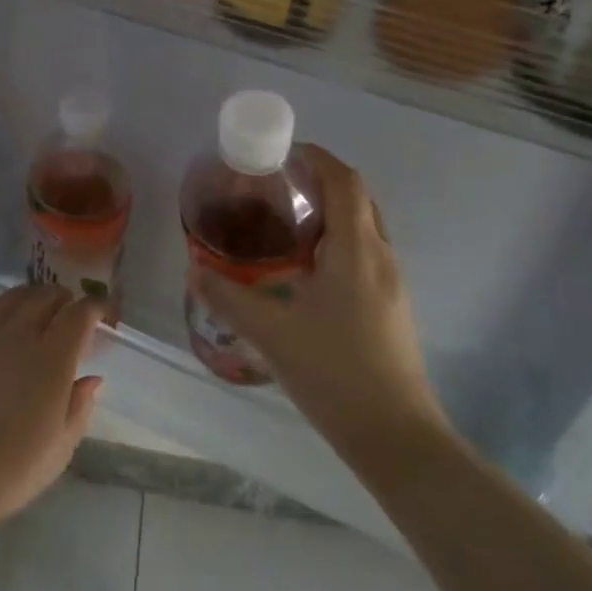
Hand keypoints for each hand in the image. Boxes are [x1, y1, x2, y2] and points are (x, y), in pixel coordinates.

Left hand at [0, 285, 102, 536]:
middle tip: (67, 307)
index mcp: (52, 359)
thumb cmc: (8, 470)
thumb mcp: (59, 449)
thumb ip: (80, 408)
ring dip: (26, 295)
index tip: (100, 311)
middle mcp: (18, 335)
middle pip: (44, 298)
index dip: (93, 307)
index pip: (79, 315)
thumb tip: (93, 379)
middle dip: (61, 298)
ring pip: (8, 298)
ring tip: (32, 303)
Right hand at [187, 145, 446, 463]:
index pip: (345, 181)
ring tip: (285, 225)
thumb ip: (228, 298)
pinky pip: (365, 256)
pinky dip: (337, 244)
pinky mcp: (391, 309)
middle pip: (358, 199)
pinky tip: (305, 272)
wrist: (397, 437)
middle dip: (322, 183)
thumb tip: (194, 272)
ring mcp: (392, 285)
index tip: (283, 153)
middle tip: (278, 188)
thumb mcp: (271, 333)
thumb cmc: (336, 373)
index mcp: (357, 251)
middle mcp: (382, 258)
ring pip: (364, 229)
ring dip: (331, 214)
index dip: (318, 158)